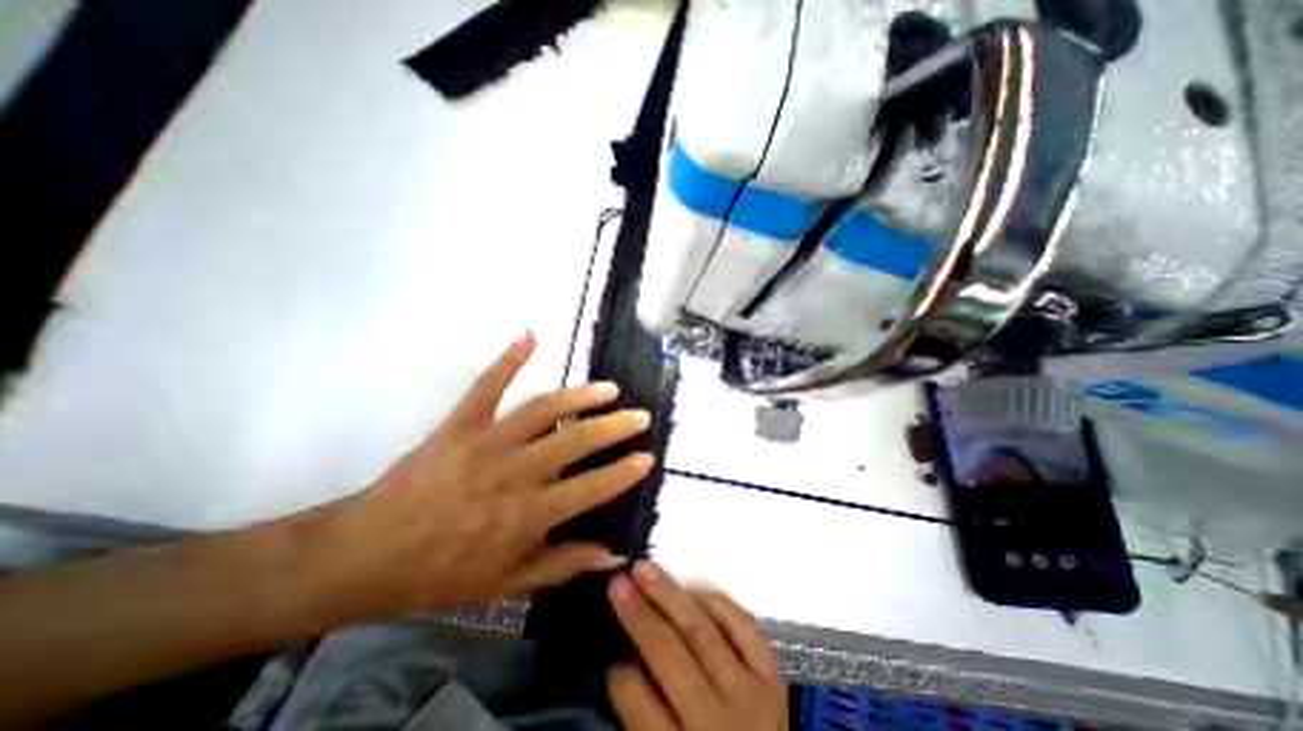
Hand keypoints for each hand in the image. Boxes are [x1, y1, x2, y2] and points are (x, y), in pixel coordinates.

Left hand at [298, 332, 651, 621]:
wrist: (366, 554)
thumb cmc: (441, 572)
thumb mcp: (507, 584)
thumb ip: (563, 566)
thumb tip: (612, 555)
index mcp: (529, 513)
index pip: (592, 488)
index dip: (624, 472)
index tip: (647, 457)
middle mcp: (516, 472)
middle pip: (577, 440)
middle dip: (615, 426)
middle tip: (640, 415)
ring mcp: (488, 441)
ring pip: (545, 409)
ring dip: (581, 395)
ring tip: (610, 388)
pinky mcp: (461, 423)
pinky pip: (488, 385)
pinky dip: (510, 358)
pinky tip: (531, 335)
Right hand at [608, 563, 781, 728]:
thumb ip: (649, 721)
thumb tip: (625, 666)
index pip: (643, 709)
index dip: (621, 676)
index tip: (609, 650)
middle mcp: (721, 724)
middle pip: (672, 657)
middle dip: (640, 616)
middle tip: (618, 583)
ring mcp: (754, 696)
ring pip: (703, 632)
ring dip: (670, 595)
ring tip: (645, 569)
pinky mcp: (775, 676)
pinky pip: (743, 626)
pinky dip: (716, 604)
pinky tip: (693, 592)